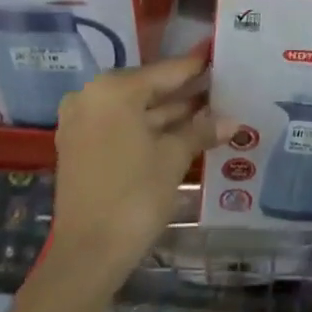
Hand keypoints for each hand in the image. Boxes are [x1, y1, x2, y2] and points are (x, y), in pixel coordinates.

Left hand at [50, 46, 227, 284]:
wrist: (88, 254)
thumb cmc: (135, 195)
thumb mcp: (174, 158)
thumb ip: (201, 131)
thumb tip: (233, 121)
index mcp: (114, 89)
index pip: (165, 71)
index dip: (196, 68)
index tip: (219, 57)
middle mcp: (92, 96)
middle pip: (147, 88)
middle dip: (183, 93)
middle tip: (220, 89)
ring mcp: (81, 121)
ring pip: (134, 109)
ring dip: (167, 113)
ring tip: (208, 110)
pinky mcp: (79, 145)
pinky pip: (120, 125)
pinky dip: (147, 128)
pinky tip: (181, 131)